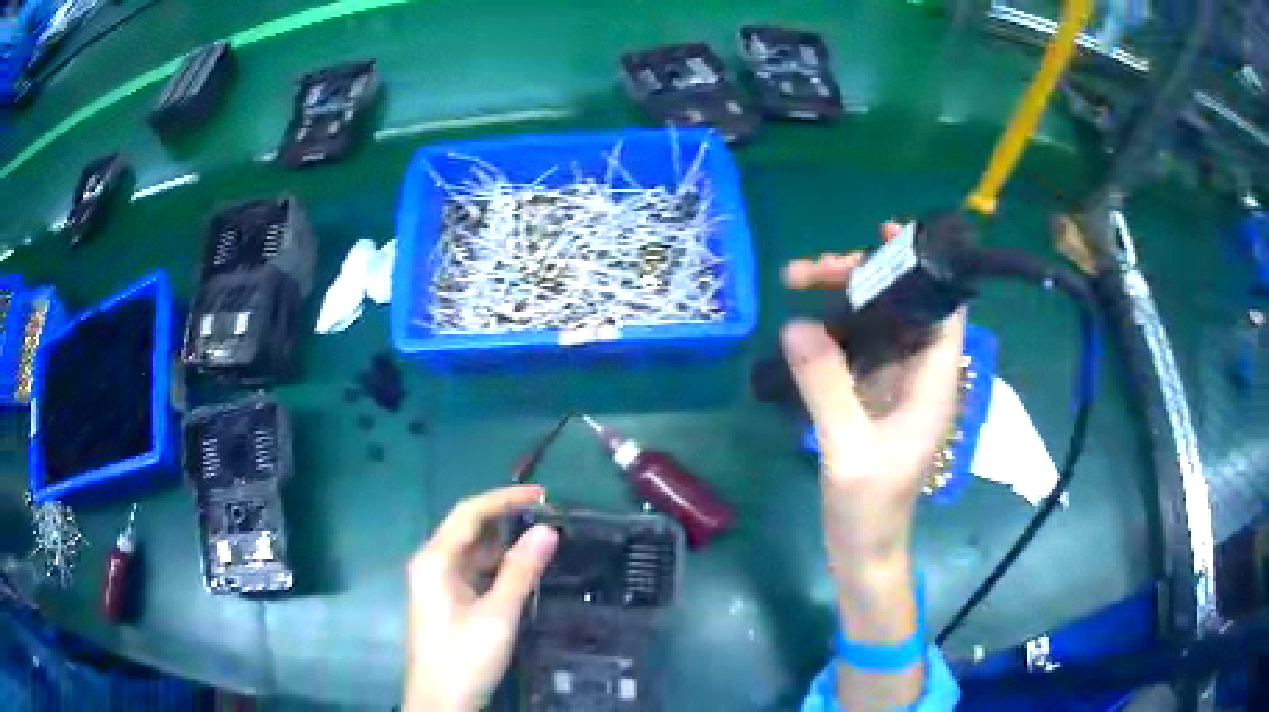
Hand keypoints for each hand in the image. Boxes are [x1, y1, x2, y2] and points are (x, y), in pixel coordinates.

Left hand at [404, 485, 558, 711]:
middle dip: (507, 520)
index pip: (470, 512)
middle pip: (470, 529)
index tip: (544, 495)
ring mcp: (439, 583)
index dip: (506, 498)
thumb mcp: (498, 615)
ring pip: (474, 552)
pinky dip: (499, 567)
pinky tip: (524, 571)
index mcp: (436, 559)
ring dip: (505, 545)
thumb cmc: (465, 656)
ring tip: (545, 541)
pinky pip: (475, 572)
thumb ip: (521, 571)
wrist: (441, 702)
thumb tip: (548, 530)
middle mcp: (433, 564)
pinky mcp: (448, 601)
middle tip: (551, 519)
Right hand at [781, 226, 964, 586]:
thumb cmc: (870, 507)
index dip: (923, 268)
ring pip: (878, 324)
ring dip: (843, 299)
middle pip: (902, 307)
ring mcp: (896, 385)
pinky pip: (859, 348)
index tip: (886, 236)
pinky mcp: (874, 397)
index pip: (944, 309)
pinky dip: (835, 328)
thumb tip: (796, 325)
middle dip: (862, 278)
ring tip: (797, 281)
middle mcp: (921, 376)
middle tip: (811, 269)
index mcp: (934, 383)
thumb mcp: (848, 449)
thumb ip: (826, 386)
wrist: (863, 549)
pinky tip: (806, 322)